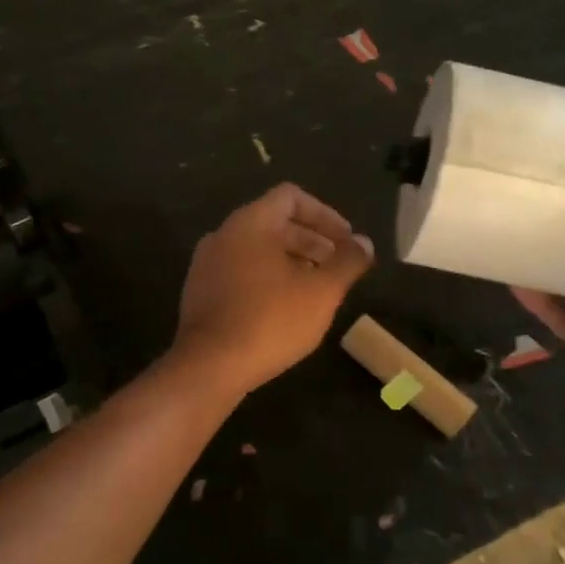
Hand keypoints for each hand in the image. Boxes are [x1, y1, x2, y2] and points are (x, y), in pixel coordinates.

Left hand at [173, 183, 373, 398]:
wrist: (209, 367)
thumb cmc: (271, 320)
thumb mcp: (322, 291)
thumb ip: (347, 261)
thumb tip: (364, 242)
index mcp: (250, 223)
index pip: (290, 197)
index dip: (325, 214)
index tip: (346, 240)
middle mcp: (223, 235)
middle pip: (274, 223)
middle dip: (312, 241)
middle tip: (338, 266)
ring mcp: (207, 265)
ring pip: (257, 250)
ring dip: (291, 262)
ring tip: (317, 289)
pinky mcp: (200, 293)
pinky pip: (241, 272)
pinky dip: (268, 278)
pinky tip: (286, 309)